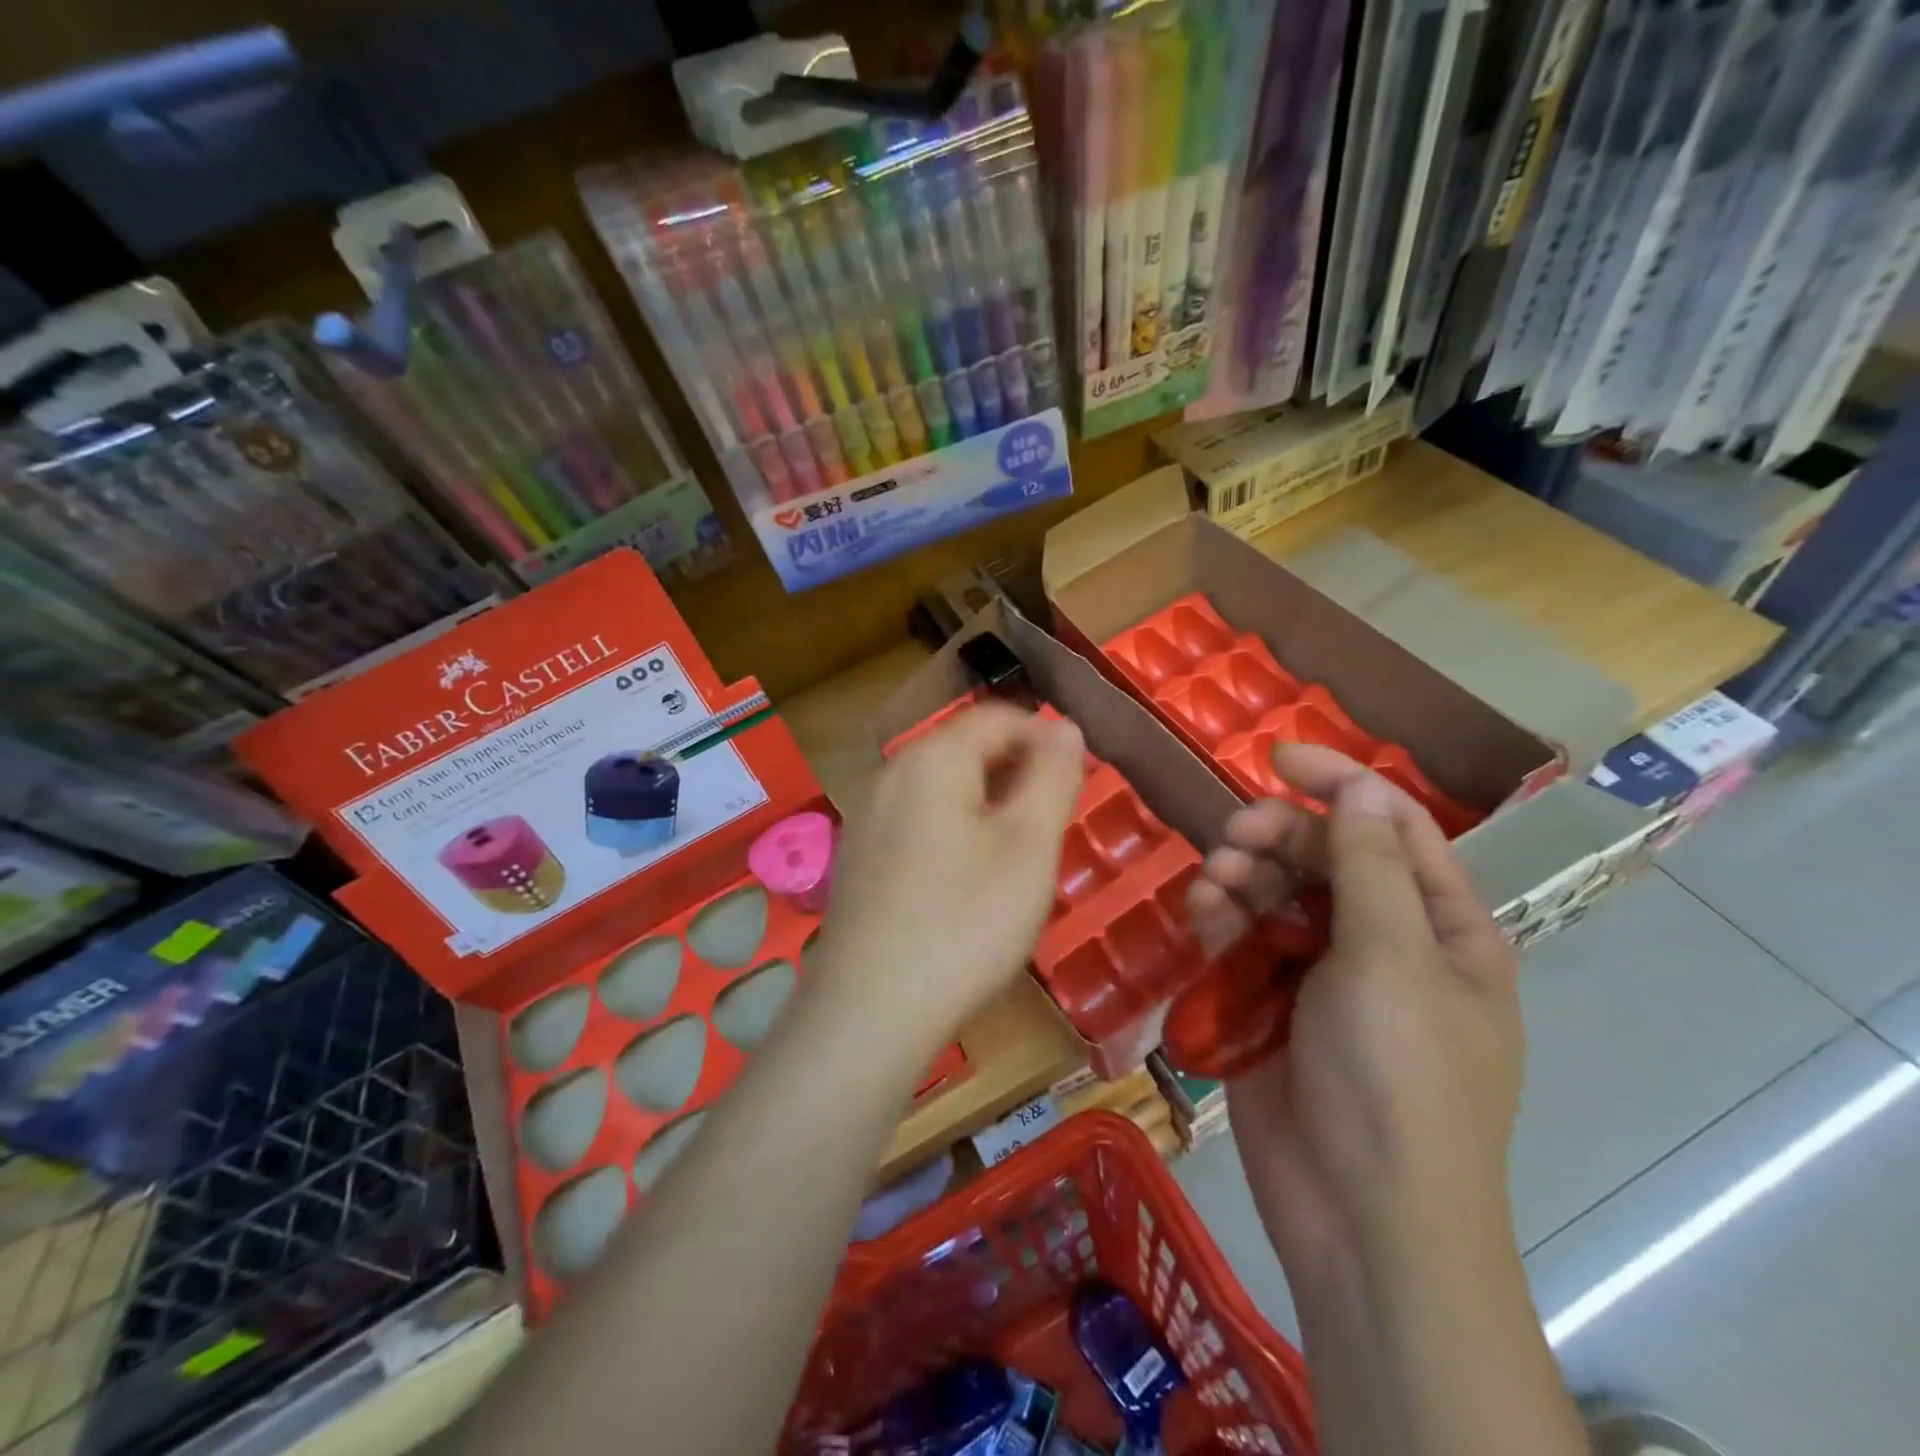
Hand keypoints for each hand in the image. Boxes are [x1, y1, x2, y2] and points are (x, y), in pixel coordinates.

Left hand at [809, 702, 1083, 1057]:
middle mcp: (891, 775)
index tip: (1079, 776)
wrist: (869, 1011)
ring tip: (1019, 854)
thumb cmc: (964, 921)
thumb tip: (1065, 727)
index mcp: (932, 758)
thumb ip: (1052, 776)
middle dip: (1017, 772)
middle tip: (1054, 821)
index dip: (1045, 735)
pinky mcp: (858, 859)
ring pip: (942, 789)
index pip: (997, 717)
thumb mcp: (1029, 846)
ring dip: (988, 804)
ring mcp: (867, 818)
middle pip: (965, 750)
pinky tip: (967, 883)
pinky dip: (954, 832)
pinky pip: (917, 823)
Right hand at [1186, 745, 1522, 1275]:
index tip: (1278, 757)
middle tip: (1236, 837)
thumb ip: (1371, 866)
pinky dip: (1221, 919)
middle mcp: (1383, 941)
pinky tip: (1202, 916)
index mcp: (1439, 927)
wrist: (1358, 1217)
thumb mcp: (1392, 960)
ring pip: (1274, 894)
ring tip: (1215, 885)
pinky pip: (1242, 939)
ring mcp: (1322, 973)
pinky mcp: (1270, 1002)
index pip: (1392, 827)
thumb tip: (1364, 785)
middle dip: (1278, 837)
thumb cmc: (1397, 1080)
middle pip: (1324, 857)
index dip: (1341, 784)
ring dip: (1242, 877)